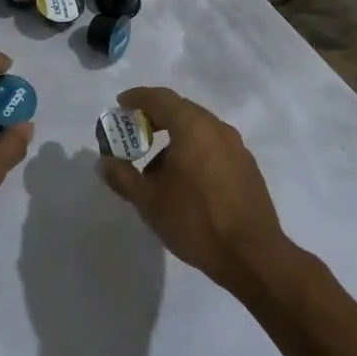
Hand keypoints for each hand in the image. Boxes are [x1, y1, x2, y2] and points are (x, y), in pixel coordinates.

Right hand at [95, 86, 289, 292]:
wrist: (252, 257)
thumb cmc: (195, 221)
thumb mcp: (149, 201)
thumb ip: (122, 176)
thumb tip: (104, 162)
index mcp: (193, 127)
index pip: (160, 98)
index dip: (137, 98)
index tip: (120, 105)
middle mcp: (217, 128)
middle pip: (181, 110)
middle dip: (154, 118)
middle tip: (134, 134)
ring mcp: (236, 147)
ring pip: (198, 129)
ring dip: (174, 138)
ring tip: (156, 168)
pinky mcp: (247, 167)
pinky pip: (213, 146)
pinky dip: (193, 151)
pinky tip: (184, 182)